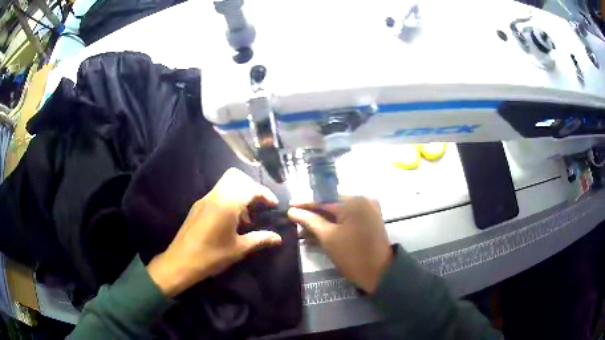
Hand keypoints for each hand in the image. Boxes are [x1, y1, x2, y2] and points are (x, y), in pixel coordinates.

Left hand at [147, 168, 282, 297]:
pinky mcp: (198, 207)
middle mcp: (215, 196)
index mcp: (227, 204)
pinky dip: (229, 199)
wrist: (180, 262)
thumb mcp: (239, 249)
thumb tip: (278, 238)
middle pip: (236, 177)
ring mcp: (204, 200)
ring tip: (247, 217)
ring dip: (240, 193)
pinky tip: (232, 221)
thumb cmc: (211, 256)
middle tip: (259, 205)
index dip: (265, 193)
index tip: (273, 205)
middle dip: (251, 187)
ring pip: (226, 184)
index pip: (250, 187)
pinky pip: (217, 194)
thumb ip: (260, 239)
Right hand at [288, 197, 391, 293]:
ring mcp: (368, 209)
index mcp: (354, 201)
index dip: (305, 203)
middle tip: (295, 219)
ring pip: (339, 211)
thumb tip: (292, 211)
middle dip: (313, 213)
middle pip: (331, 203)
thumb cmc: (352, 255)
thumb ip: (309, 221)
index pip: (323, 198)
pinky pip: (347, 217)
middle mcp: (363, 199)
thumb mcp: (328, 237)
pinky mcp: (369, 219)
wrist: (379, 273)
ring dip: (322, 220)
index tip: (289, 206)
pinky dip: (334, 224)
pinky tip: (319, 232)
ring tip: (304, 230)